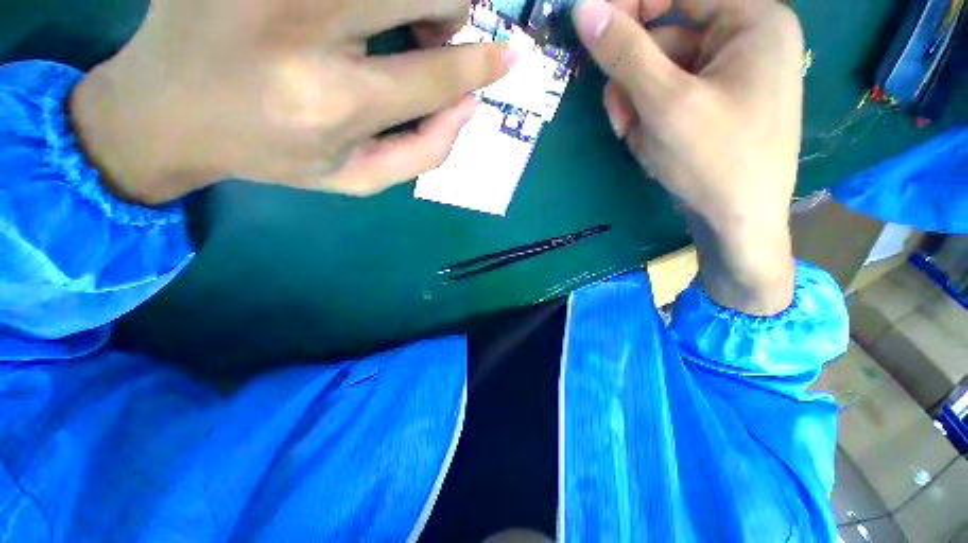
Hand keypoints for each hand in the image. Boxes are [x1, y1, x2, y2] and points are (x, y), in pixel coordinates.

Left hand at [71, 0, 516, 203]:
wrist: (168, 112)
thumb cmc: (273, 153)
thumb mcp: (358, 177)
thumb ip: (425, 152)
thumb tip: (469, 105)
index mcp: (334, 101)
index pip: (437, 74)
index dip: (481, 64)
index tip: (509, 56)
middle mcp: (304, 25)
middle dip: (450, 11)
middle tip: (431, 33)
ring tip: (392, 19)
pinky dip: (372, 0)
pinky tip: (348, 13)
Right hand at [574, 0, 802, 313]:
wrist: (738, 221)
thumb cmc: (714, 161)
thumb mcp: (664, 103)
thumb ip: (625, 52)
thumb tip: (584, 8)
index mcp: (752, 20)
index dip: (631, 6)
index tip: (591, 30)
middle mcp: (744, 37)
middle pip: (665, 37)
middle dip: (633, 80)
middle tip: (620, 118)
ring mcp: (728, 72)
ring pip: (659, 72)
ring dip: (637, 105)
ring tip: (637, 140)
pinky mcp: (712, 100)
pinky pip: (667, 96)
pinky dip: (649, 118)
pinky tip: (651, 146)